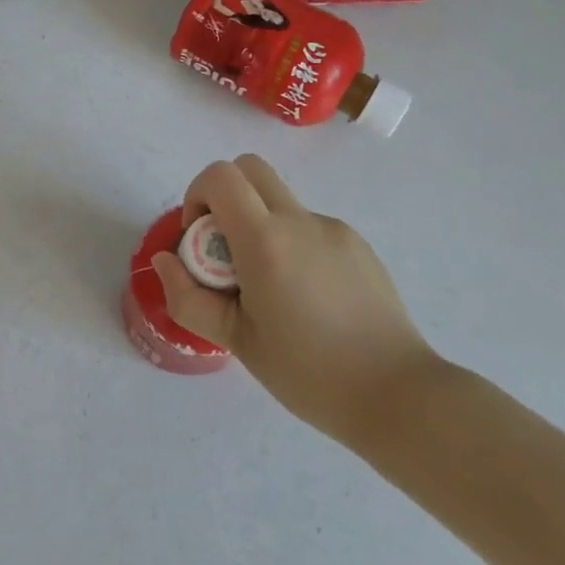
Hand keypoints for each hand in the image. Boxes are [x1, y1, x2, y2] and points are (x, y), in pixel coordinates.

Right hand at [151, 156, 442, 444]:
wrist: (399, 395)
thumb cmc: (308, 373)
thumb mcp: (236, 341)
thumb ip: (189, 297)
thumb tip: (165, 261)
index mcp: (266, 241)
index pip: (221, 176)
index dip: (198, 196)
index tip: (201, 242)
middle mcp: (301, 221)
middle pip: (250, 168)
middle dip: (225, 197)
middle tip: (226, 251)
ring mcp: (335, 229)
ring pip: (281, 201)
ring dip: (260, 226)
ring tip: (273, 291)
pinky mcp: (359, 245)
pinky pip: (310, 227)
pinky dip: (293, 245)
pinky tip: (308, 298)